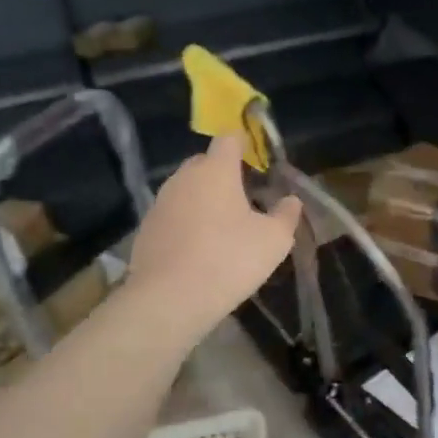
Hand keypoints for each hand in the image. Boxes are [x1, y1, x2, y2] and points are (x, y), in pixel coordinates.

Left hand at [127, 134, 303, 339]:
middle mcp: (184, 178)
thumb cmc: (229, 259)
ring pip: (187, 190)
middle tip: (245, 198)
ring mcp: (161, 203)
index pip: (229, 139)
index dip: (244, 144)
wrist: (170, 298)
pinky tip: (200, 249)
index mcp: (216, 171)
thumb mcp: (274, 240)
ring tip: (223, 228)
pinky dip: (187, 224)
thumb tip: (291, 200)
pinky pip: (173, 216)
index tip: (257, 160)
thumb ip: (286, 215)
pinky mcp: (146, 229)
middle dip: (224, 174)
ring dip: (204, 201)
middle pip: (205, 164)